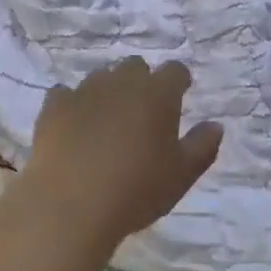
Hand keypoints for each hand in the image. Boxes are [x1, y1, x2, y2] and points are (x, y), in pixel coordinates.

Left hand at [16, 57, 223, 253]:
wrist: (70, 204)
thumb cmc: (135, 190)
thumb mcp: (181, 176)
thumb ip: (202, 147)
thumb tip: (216, 125)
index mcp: (157, 93)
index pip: (175, 70)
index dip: (178, 81)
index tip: (180, 96)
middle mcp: (121, 81)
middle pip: (136, 67)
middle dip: (142, 83)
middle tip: (142, 114)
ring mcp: (85, 90)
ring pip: (101, 78)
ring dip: (108, 92)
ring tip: (107, 123)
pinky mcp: (54, 105)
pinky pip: (65, 94)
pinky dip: (72, 105)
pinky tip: (73, 127)